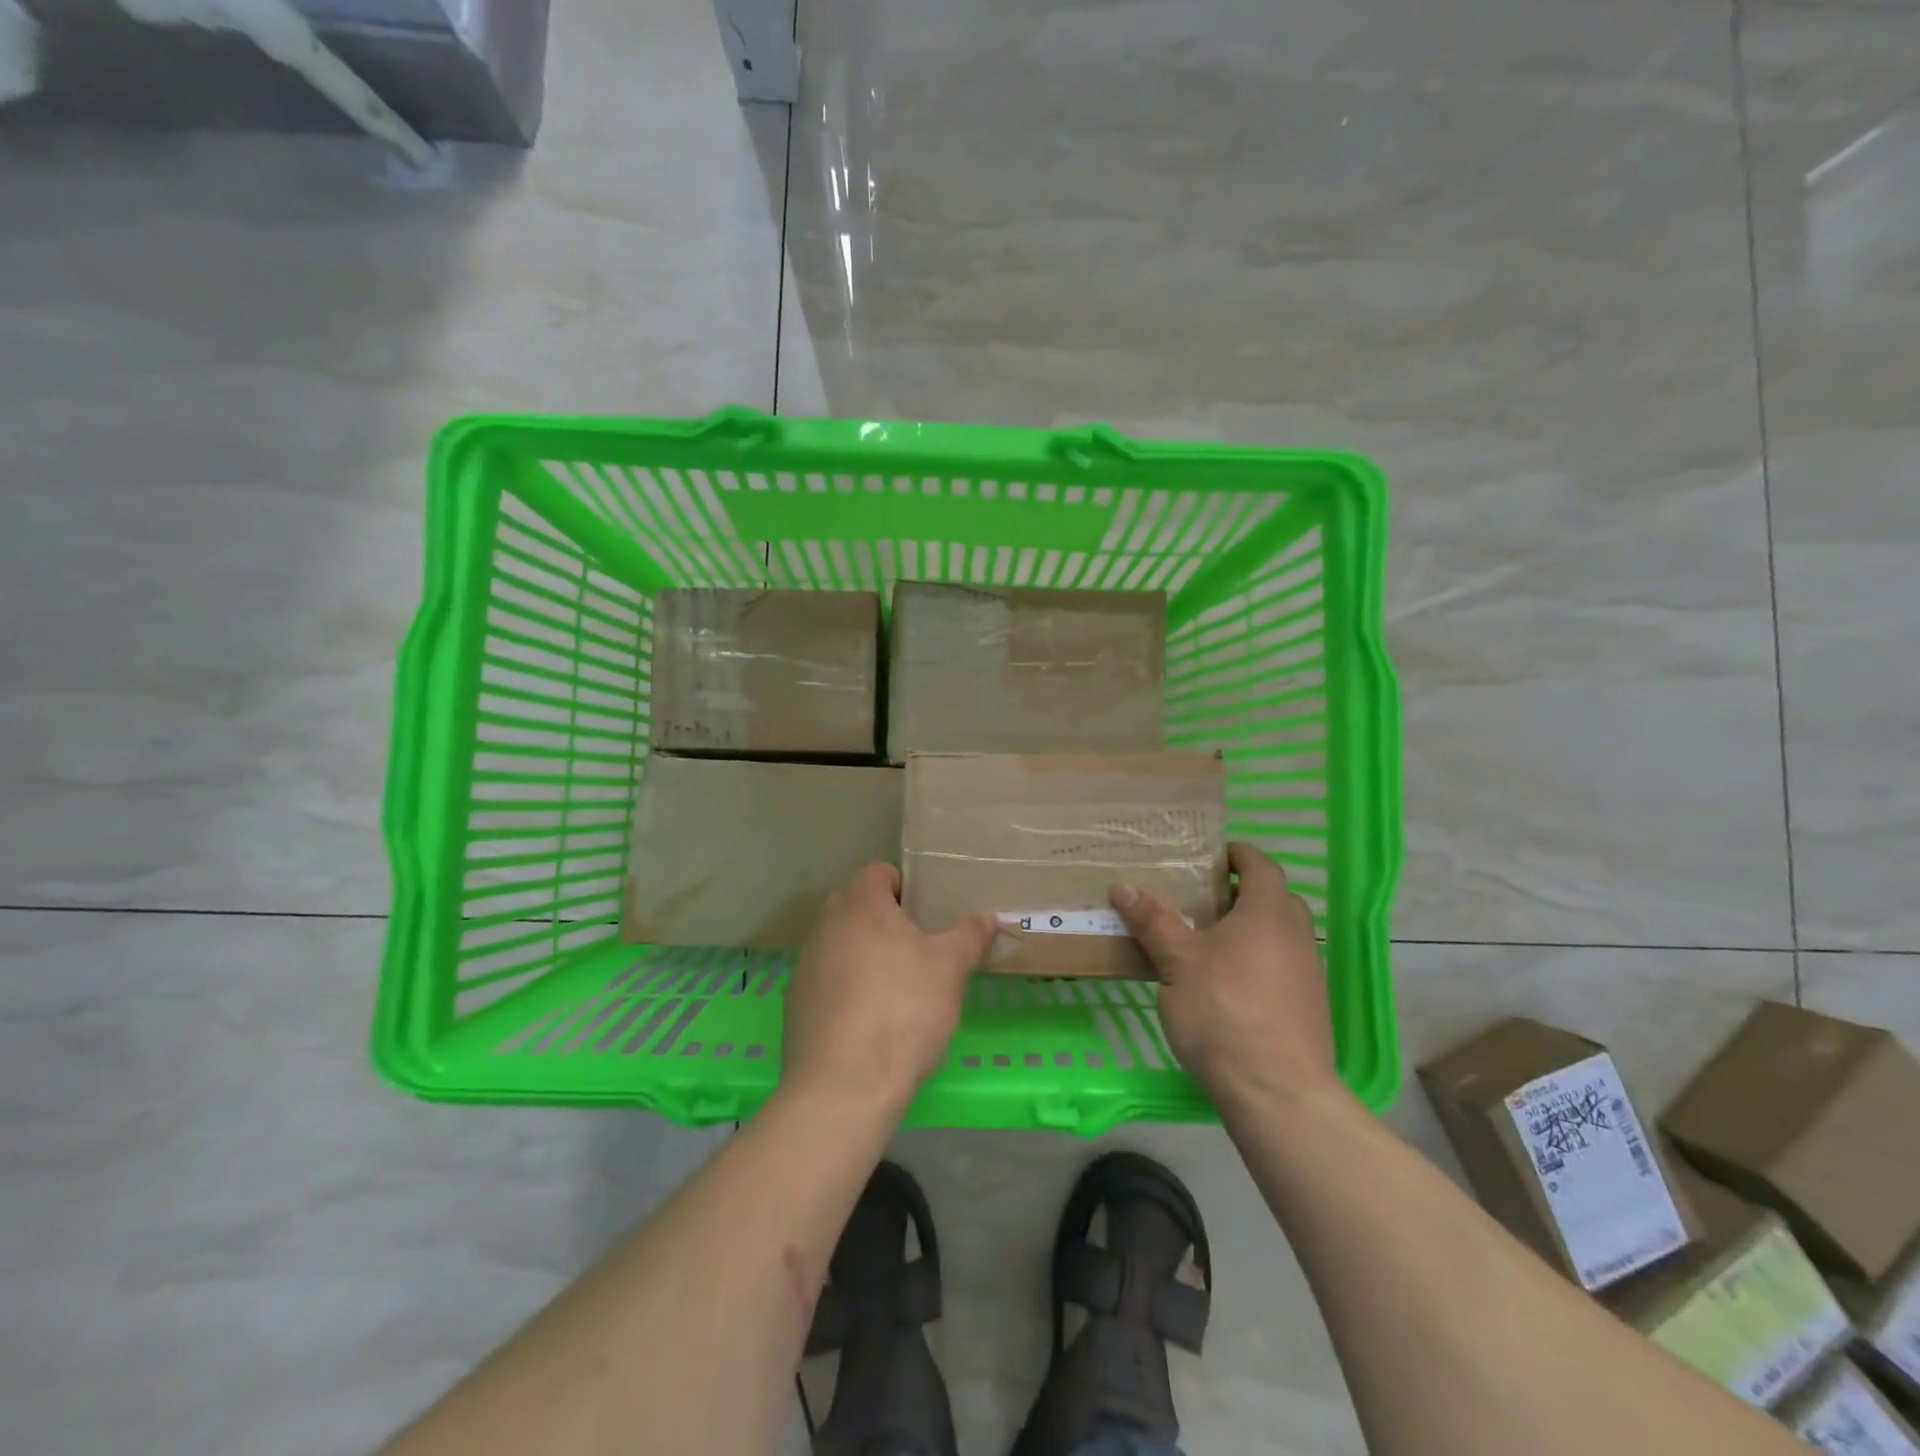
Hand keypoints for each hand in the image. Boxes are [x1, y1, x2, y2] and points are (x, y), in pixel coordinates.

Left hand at [781, 863, 995, 1114]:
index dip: (904, 885)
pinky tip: (869, 1020)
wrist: (844, 1085)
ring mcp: (806, 964)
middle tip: (917, 947)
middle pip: (856, 905)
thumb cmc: (903, 1009)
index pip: (878, 871)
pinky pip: (826, 980)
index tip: (926, 912)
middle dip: (884, 919)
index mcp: (861, 904)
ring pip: (839, 943)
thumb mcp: (950, 970)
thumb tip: (989, 917)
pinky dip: (846, 988)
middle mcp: (826, 925)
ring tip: (896, 987)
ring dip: (863, 953)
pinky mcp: (796, 1003)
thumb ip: (970, 936)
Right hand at [1111, 841, 1340, 1103]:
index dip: (1237, 854)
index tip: (1210, 854)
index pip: (1261, 864)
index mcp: (1268, 913)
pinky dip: (1258, 958)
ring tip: (1208, 940)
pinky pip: (1282, 964)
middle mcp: (1296, 935)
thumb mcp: (1178, 963)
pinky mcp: (1308, 1006)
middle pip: (1274, 897)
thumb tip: (1122, 886)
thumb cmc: (1224, 1012)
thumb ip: (1154, 922)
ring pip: (1279, 933)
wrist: (1278, 1092)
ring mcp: (1308, 972)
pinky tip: (1228, 983)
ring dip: (1250, 927)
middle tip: (1201, 897)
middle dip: (1240, 891)